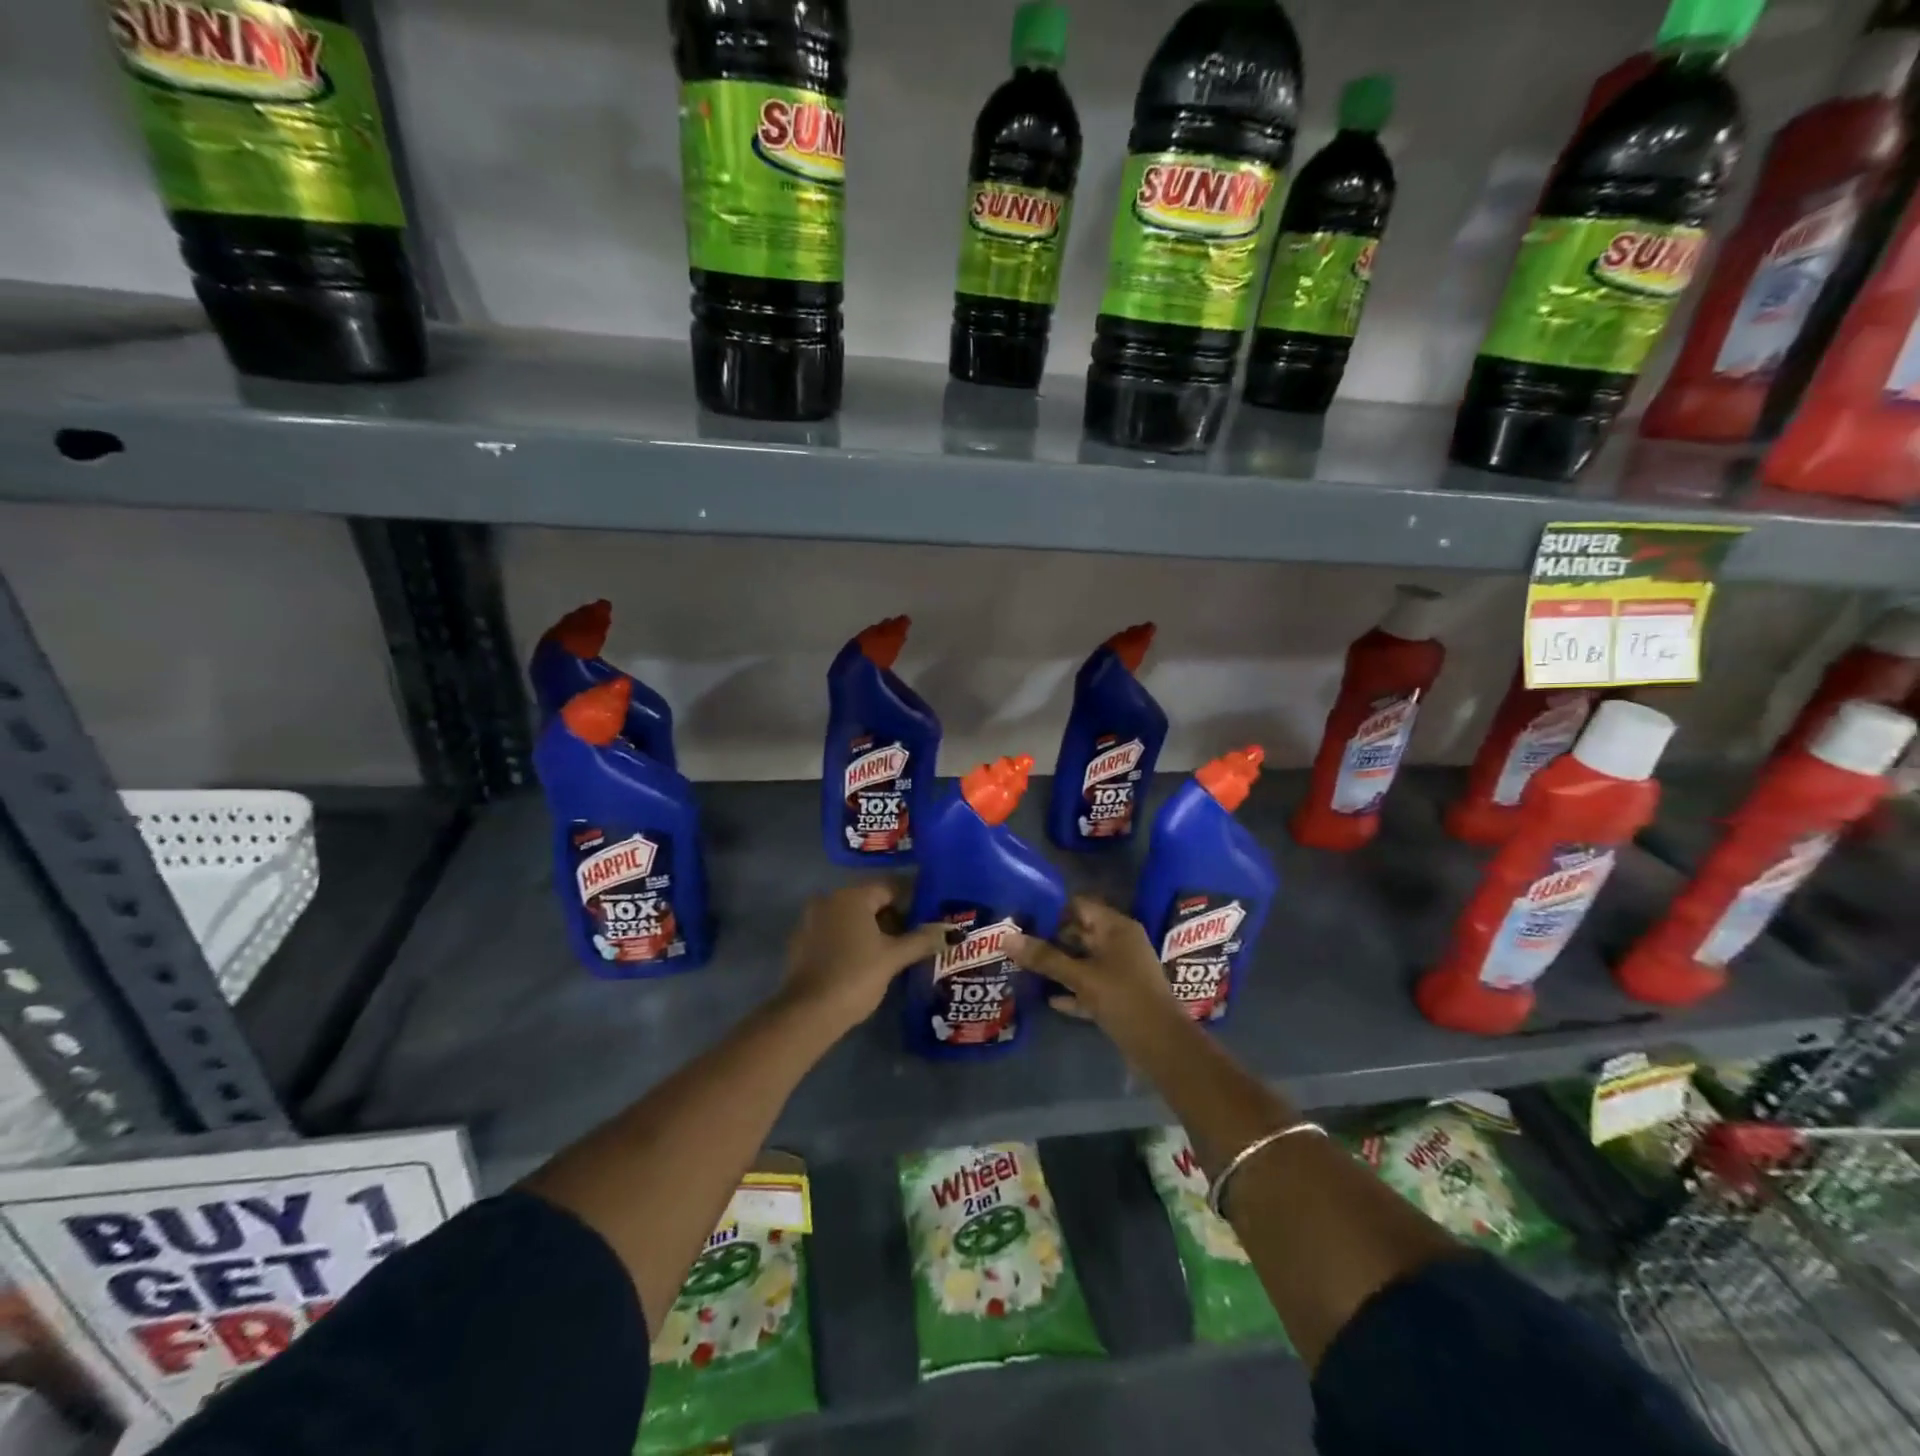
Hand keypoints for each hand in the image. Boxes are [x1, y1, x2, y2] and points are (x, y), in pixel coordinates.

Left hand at [782, 882, 950, 1031]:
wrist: (808, 1014)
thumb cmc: (855, 976)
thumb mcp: (893, 957)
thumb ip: (922, 940)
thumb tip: (953, 931)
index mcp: (852, 896)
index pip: (890, 887)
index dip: (913, 901)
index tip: (929, 918)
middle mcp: (829, 899)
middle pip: (870, 901)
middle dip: (894, 917)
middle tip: (916, 938)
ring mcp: (811, 920)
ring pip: (852, 918)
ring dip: (873, 930)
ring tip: (896, 952)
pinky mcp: (802, 943)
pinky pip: (835, 933)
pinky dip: (853, 941)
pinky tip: (867, 962)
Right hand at [1012, 897, 1180, 1030]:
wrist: (1163, 1047)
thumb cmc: (1124, 999)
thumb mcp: (1081, 977)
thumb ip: (1045, 958)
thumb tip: (1006, 938)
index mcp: (1116, 928)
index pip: (1079, 906)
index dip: (1051, 910)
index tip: (1022, 917)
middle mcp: (1119, 943)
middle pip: (1079, 933)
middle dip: (1049, 939)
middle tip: (1016, 942)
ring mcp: (1120, 971)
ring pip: (1083, 961)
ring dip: (1058, 966)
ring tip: (1023, 967)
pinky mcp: (1118, 996)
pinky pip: (1089, 986)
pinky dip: (1071, 990)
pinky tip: (1047, 998)